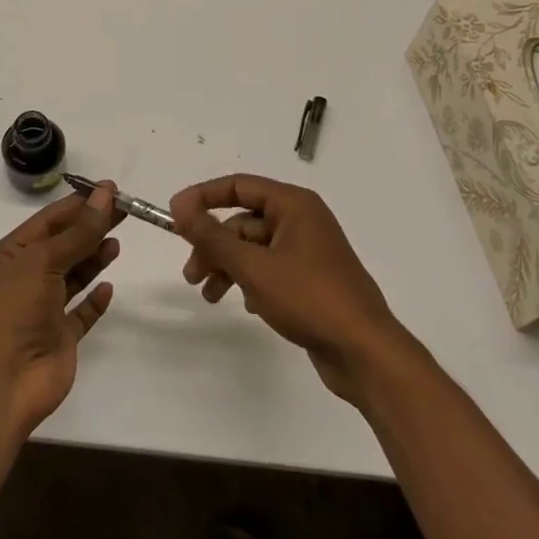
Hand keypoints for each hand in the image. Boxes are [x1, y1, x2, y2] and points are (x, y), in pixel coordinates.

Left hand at [0, 182, 121, 435]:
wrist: (1, 383)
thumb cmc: (13, 310)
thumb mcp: (43, 261)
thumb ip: (78, 231)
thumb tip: (105, 194)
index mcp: (9, 256)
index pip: (47, 221)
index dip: (78, 204)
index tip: (109, 189)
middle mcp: (24, 279)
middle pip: (64, 245)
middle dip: (91, 227)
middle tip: (124, 210)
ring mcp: (42, 310)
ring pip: (73, 277)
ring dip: (93, 258)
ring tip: (116, 243)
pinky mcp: (59, 338)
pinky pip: (81, 313)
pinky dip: (95, 300)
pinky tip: (109, 287)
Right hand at [172, 174, 406, 402]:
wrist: (365, 353)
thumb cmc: (310, 299)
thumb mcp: (253, 267)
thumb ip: (213, 237)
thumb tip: (180, 207)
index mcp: (294, 204)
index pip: (238, 185)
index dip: (203, 197)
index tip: (173, 215)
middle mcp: (302, 220)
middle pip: (244, 221)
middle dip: (214, 245)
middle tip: (190, 274)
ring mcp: (308, 251)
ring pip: (254, 248)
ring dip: (228, 267)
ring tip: (208, 295)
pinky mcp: (311, 279)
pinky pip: (270, 269)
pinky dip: (250, 281)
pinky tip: (245, 304)